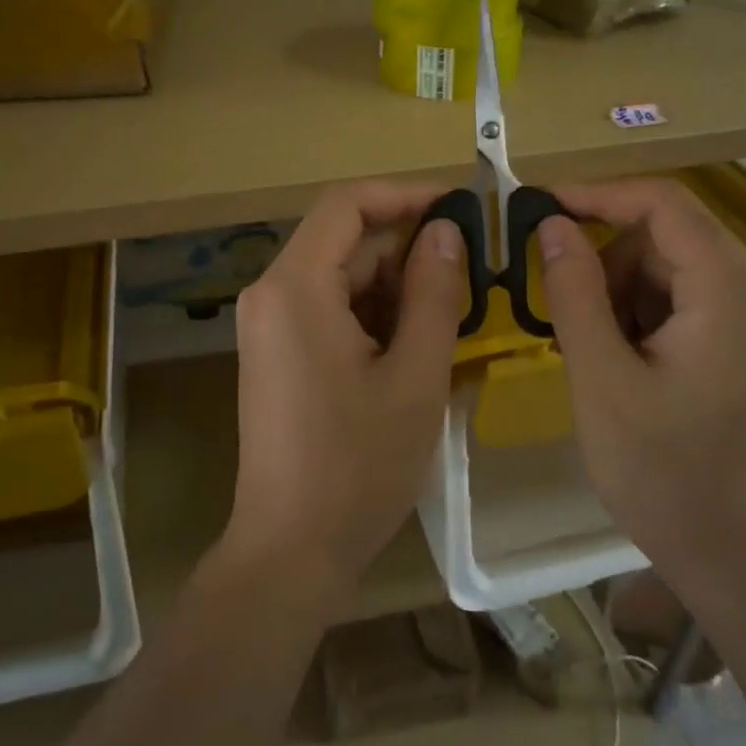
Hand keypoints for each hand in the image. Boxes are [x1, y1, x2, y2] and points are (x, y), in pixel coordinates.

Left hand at [227, 182, 465, 606]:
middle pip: (345, 241)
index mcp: (294, 287)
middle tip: (474, 272)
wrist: (291, 550)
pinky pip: (331, 310)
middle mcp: (271, 293)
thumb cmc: (357, 466)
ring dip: (397, 286)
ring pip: (342, 277)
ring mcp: (270, 326)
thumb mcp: (414, 377)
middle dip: (409, 249)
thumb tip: (446, 230)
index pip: (347, 204)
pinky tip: (419, 344)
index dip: (405, 195)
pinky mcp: (279, 353)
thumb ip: (434, 293)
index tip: (460, 208)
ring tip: (457, 312)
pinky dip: (375, 315)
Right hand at [538, 178, 745, 600]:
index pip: (664, 204)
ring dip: (623, 292)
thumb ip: (574, 292)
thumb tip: (553, 224)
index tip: (539, 207)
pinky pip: (690, 301)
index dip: (598, 195)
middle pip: (670, 237)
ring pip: (675, 269)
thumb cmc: (662, 471)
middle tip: (559, 309)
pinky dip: (645, 315)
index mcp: (732, 292)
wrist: (734, 556)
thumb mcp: (601, 377)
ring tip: (593, 351)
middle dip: (608, 261)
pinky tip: (622, 363)